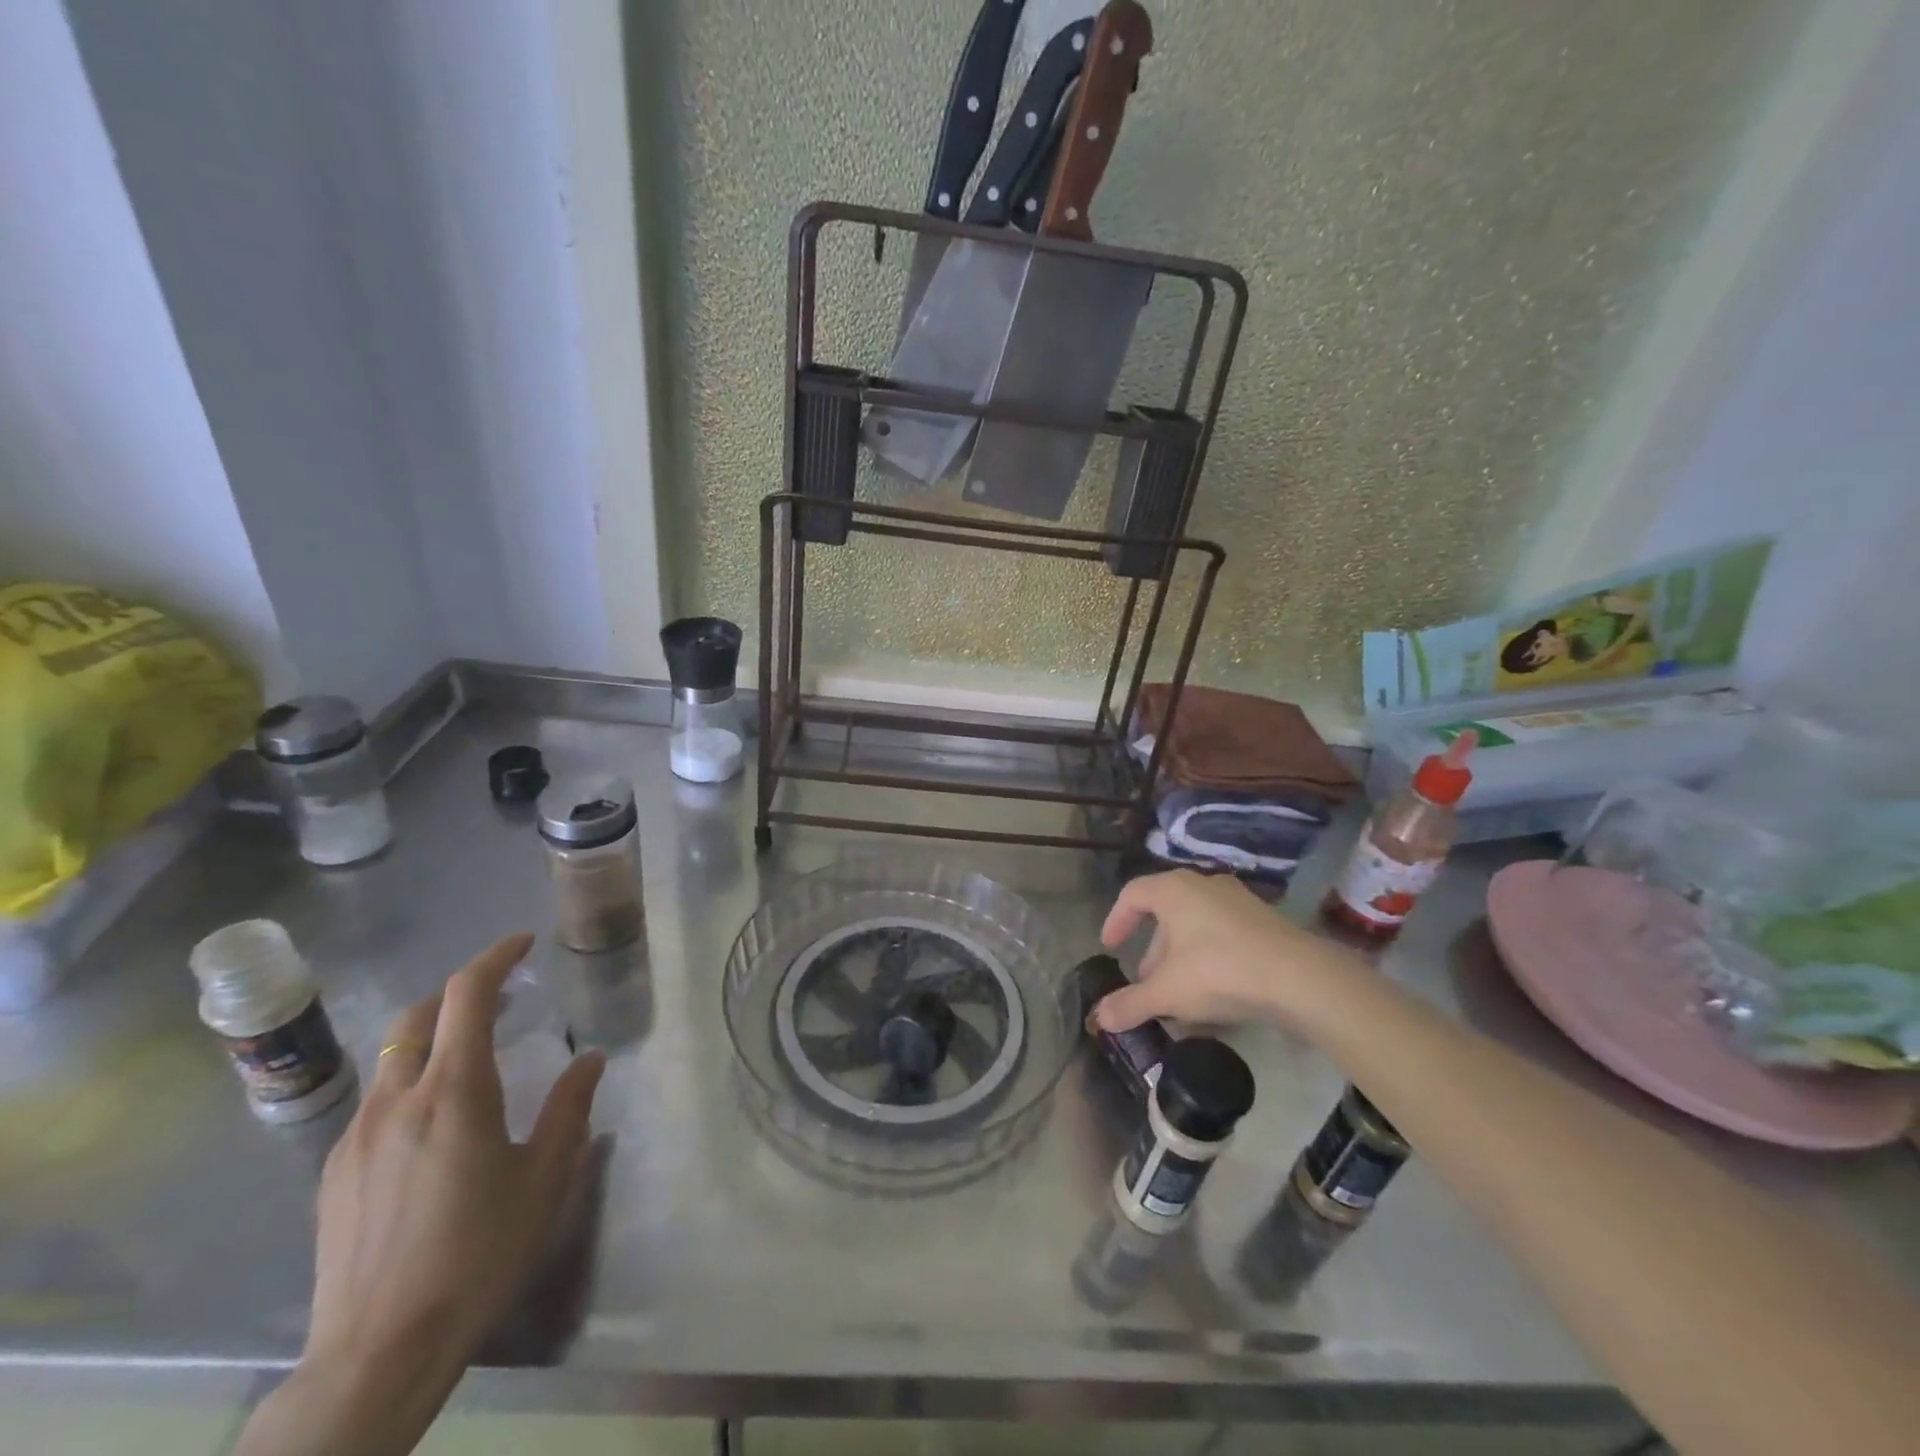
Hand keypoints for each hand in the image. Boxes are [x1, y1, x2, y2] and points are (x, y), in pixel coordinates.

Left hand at [238, 934, 604, 1455]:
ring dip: (432, 1037)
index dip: (495, 957)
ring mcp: (356, 1135)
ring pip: (392, 1058)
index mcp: (454, 1091)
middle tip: (500, 995)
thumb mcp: (545, 1177)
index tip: (521, 943)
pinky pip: (374, 1102)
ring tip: (469, 1058)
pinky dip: (408, 1083)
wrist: (378, 1351)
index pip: (467, 994)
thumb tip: (591, 1059)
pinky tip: (431, 1127)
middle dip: (459, 991)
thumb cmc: (479, 1253)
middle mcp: (397, 1099)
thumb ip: (570, 1108)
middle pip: (418, 1015)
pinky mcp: (332, 1173)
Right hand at [1092, 870, 1363, 1036]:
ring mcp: (1238, 901)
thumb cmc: (1220, 971)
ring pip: (1196, 925)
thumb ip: (1130, 1004)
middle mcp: (1204, 884)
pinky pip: (1223, 935)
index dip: (1116, 920)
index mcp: (1174, 889)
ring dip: (1181, 957)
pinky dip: (1208, 958)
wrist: (1300, 978)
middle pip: (1166, 913)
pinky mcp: (1264, 921)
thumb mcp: (1167, 992)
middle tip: (1147, 982)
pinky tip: (1213, 994)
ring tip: (1180, 995)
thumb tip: (1099, 1019)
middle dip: (1153, 951)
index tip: (1110, 947)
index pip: (1132, 894)